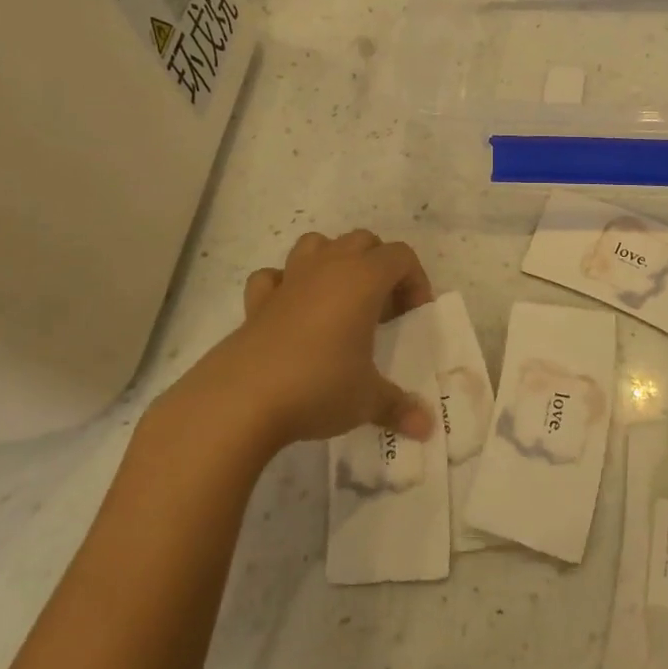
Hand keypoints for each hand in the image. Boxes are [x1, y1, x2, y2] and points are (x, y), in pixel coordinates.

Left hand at [149, 230, 435, 471]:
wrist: (240, 401)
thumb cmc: (318, 386)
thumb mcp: (367, 400)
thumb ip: (399, 407)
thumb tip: (426, 427)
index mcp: (363, 279)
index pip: (401, 256)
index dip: (415, 280)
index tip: (414, 315)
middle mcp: (328, 268)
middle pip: (362, 241)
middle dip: (379, 265)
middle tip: (382, 309)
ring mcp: (288, 281)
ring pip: (316, 244)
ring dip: (333, 261)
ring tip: (341, 299)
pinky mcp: (256, 303)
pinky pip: (273, 277)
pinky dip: (285, 286)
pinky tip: (292, 313)